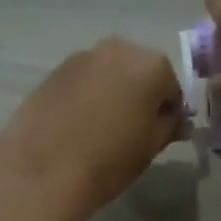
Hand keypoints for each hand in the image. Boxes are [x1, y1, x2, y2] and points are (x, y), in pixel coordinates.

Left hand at [0, 36, 188, 217]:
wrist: (44, 171)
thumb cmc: (109, 160)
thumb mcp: (151, 147)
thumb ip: (169, 126)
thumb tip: (177, 120)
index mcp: (150, 64)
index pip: (171, 88)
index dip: (168, 113)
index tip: (158, 135)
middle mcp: (117, 49)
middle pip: (138, 72)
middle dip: (139, 96)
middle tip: (130, 131)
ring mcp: (81, 57)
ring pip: (108, 75)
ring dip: (111, 94)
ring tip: (100, 130)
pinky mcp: (53, 72)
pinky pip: (82, 82)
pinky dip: (86, 97)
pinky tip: (76, 126)